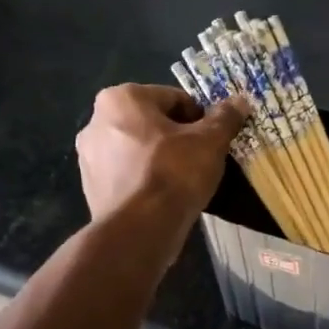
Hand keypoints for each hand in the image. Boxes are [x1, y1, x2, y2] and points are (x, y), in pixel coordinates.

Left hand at [75, 84, 248, 259]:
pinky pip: (127, 175)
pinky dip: (144, 180)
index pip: (174, 99)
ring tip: (182, 182)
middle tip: (199, 161)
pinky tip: (162, 198)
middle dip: (176, 138)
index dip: (199, 119)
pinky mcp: (91, 187)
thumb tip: (240, 101)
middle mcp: (96, 121)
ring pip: (137, 149)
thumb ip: (224, 118)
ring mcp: (88, 157)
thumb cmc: (174, 174)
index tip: (212, 141)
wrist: (140, 230)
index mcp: (121, 98)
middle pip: (151, 123)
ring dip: (159, 159)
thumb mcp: (210, 142)